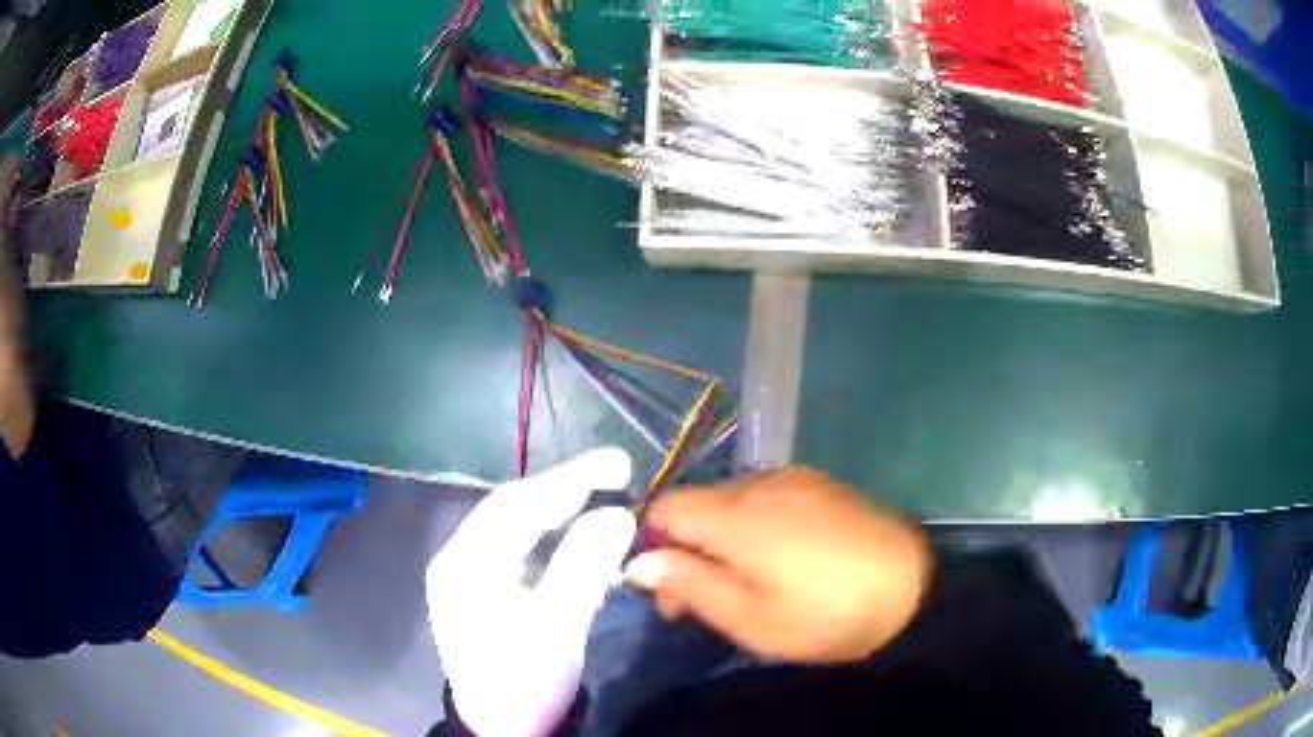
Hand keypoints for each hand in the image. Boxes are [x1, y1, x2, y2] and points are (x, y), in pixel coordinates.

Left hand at [426, 448, 636, 736]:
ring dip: (561, 514)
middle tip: (617, 475)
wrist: (502, 729)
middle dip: (566, 490)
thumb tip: (616, 514)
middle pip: (514, 510)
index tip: (619, 463)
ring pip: (518, 528)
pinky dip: (555, 542)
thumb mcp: (557, 626)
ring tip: (606, 502)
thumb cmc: (526, 681)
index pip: (519, 504)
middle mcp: (459, 559)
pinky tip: (583, 543)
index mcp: (465, 563)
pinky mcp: (485, 592)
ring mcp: (469, 575)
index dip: (571, 479)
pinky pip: (522, 551)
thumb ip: (583, 565)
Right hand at [625, 467, 931, 662]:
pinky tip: (785, 557)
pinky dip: (756, 524)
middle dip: (688, 547)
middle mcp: (760, 483)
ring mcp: (796, 478)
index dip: (654, 546)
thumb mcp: (751, 619)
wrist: (914, 588)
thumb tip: (638, 562)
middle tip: (708, 599)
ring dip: (723, 536)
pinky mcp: (822, 483)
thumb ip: (690, 585)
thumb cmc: (826, 615)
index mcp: (736, 516)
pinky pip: (768, 496)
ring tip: (749, 581)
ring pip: (733, 500)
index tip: (671, 592)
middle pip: (698, 504)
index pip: (665, 508)